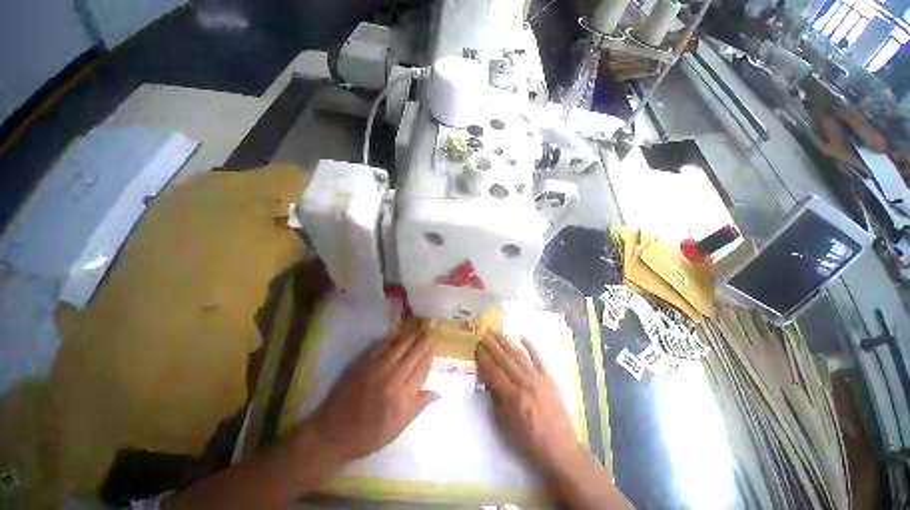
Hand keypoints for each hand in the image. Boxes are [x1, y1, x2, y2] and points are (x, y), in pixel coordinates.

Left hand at [306, 321, 438, 462]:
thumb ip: (418, 406)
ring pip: (399, 346)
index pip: (421, 368)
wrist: (332, 433)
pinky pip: (380, 345)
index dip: (429, 355)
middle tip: (430, 329)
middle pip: (412, 354)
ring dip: (411, 335)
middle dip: (423, 341)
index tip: (435, 344)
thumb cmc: (368, 435)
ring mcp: (375, 367)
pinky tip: (398, 332)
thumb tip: (438, 392)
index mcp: (401, 395)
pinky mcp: (362, 362)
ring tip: (420, 326)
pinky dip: (391, 337)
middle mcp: (391, 377)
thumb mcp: (397, 428)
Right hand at [476, 332, 582, 472]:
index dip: (484, 358)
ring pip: (519, 355)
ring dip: (506, 342)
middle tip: (483, 334)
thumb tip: (487, 380)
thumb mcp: (505, 424)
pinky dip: (530, 346)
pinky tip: (522, 336)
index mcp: (512, 397)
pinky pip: (539, 358)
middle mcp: (524, 383)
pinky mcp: (550, 378)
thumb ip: (495, 399)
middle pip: (504, 360)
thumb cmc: (528, 440)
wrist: (559, 448)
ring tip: (496, 332)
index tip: (477, 347)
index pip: (493, 372)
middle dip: (492, 346)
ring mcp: (538, 379)